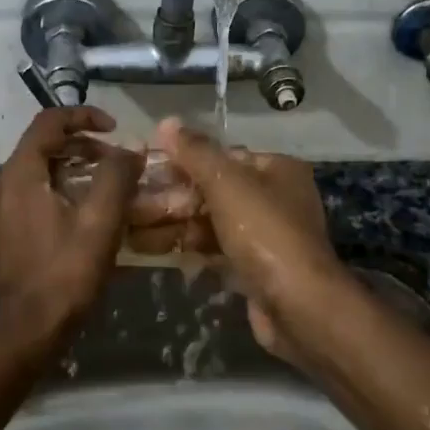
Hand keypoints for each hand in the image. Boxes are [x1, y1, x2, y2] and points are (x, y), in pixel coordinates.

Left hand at [0, 106, 142, 345]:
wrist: (24, 332)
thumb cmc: (64, 274)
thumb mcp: (100, 222)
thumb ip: (117, 176)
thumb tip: (131, 147)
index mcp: (19, 174)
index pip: (48, 122)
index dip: (84, 117)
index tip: (115, 128)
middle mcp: (0, 185)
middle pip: (42, 146)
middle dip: (83, 146)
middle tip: (118, 162)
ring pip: (37, 172)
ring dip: (72, 169)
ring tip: (107, 186)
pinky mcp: (0, 233)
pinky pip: (30, 195)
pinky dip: (58, 191)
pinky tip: (84, 214)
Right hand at [147, 118, 354, 358]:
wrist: (299, 307)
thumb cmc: (265, 233)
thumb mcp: (227, 184)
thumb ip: (196, 153)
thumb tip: (167, 122)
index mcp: (276, 169)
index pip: (221, 157)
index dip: (181, 162)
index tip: (144, 170)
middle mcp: (273, 198)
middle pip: (212, 190)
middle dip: (170, 199)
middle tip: (129, 205)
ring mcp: (264, 235)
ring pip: (209, 222)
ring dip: (171, 224)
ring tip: (130, 230)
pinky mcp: (253, 267)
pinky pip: (213, 248)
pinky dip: (186, 247)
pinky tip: (152, 249)